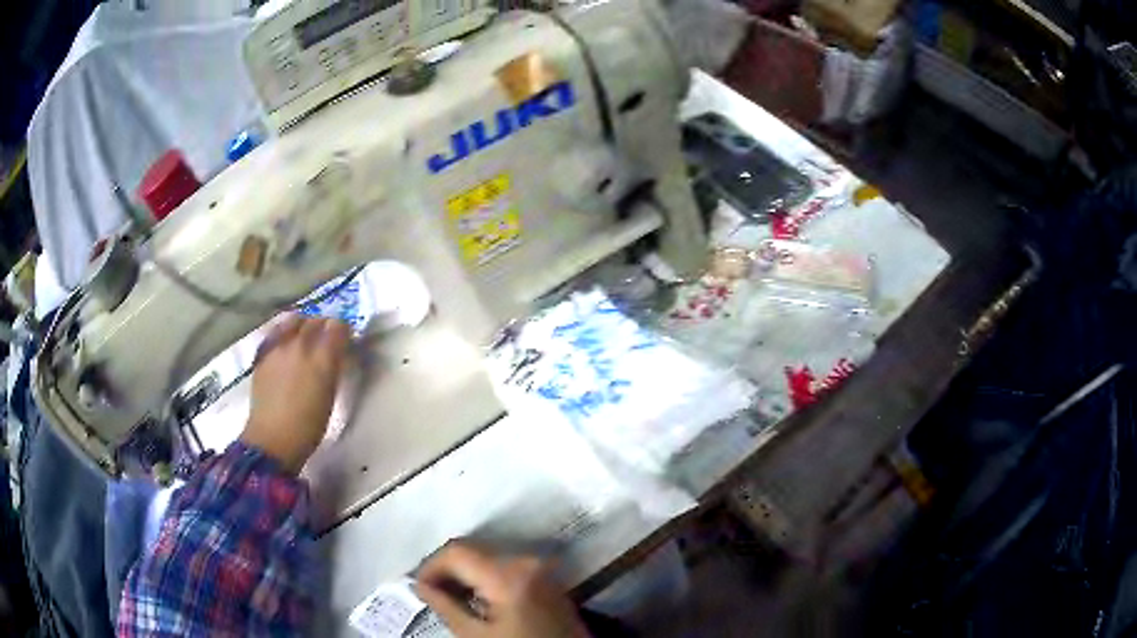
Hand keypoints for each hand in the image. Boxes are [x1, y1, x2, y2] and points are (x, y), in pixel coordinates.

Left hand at [240, 314, 350, 473]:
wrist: (273, 438)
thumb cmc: (308, 425)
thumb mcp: (330, 394)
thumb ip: (333, 366)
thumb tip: (336, 351)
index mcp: (323, 358)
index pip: (338, 326)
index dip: (343, 330)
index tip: (345, 338)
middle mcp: (300, 344)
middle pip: (316, 320)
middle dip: (324, 325)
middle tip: (326, 338)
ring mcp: (278, 346)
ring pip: (293, 320)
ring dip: (302, 324)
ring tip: (304, 336)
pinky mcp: (262, 353)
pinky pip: (276, 331)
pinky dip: (284, 332)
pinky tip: (285, 344)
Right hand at [415, 541, 588, 637]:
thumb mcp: (476, 636)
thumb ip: (445, 606)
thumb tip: (421, 586)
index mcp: (508, 575)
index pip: (456, 552)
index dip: (430, 566)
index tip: (418, 587)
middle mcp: (527, 561)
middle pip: (473, 550)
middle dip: (447, 569)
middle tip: (430, 593)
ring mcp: (541, 568)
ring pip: (489, 556)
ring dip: (465, 573)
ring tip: (450, 597)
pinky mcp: (548, 577)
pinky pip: (508, 566)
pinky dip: (486, 577)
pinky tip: (476, 598)